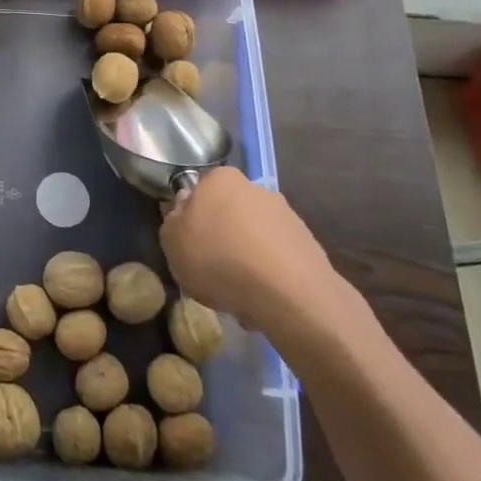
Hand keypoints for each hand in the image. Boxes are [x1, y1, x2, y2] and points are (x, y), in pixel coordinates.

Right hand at [159, 167, 358, 350]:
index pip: (199, 192)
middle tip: (211, 271)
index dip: (191, 219)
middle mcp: (256, 188)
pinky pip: (277, 260)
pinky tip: (262, 301)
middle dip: (222, 239)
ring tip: (238, 294)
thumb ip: (173, 221)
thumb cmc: (218, 259)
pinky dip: (268, 277)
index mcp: (221, 179)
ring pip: (254, 239)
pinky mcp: (309, 246)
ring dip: (245, 261)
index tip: (189, 245)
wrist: (288, 294)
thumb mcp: (172, 242)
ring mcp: (286, 216)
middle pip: (229, 214)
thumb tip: (185, 210)